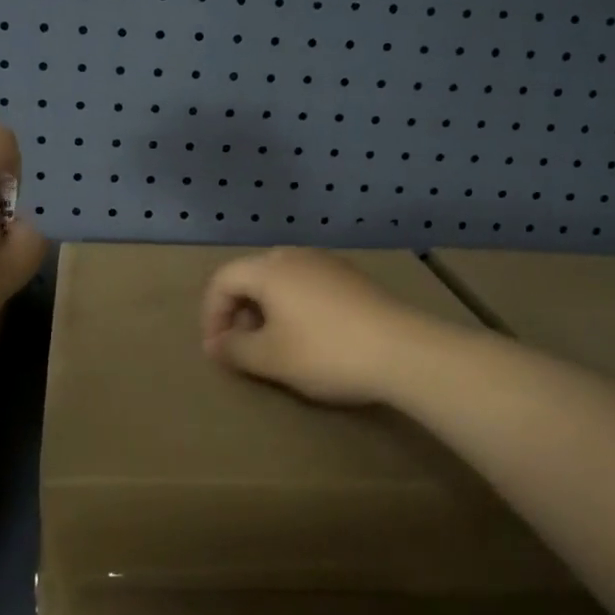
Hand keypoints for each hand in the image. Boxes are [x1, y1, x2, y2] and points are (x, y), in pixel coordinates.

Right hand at [200, 247, 444, 406]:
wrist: (403, 350)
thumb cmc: (325, 352)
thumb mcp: (271, 358)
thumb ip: (235, 349)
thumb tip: (216, 344)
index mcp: (269, 269)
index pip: (223, 280)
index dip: (211, 315)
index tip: (218, 351)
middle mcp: (295, 256)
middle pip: (252, 276)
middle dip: (239, 312)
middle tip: (243, 348)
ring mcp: (327, 263)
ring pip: (281, 280)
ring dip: (267, 310)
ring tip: (275, 345)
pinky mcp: (352, 278)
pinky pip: (308, 286)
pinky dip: (295, 307)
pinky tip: (310, 337)